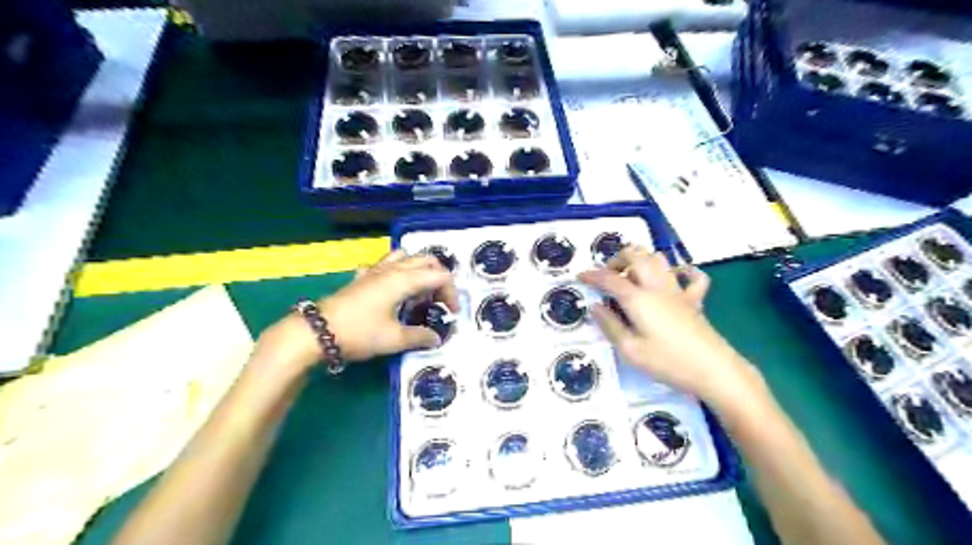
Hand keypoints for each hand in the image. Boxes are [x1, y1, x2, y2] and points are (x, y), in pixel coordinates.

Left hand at [257, 249, 457, 370]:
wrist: (316, 332)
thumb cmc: (358, 333)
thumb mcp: (393, 339)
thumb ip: (419, 336)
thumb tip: (436, 338)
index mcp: (404, 280)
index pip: (440, 276)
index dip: (451, 293)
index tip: (451, 313)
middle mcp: (392, 269)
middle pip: (426, 261)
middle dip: (439, 278)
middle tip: (440, 301)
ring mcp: (375, 271)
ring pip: (406, 257)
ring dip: (419, 270)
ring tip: (419, 293)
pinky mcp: (363, 278)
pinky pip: (385, 265)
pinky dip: (397, 271)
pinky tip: (393, 289)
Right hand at [576, 247, 758, 404]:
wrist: (714, 371)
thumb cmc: (668, 362)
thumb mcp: (630, 350)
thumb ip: (610, 325)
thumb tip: (595, 306)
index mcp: (638, 299)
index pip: (610, 279)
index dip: (592, 275)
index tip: (579, 277)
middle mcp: (657, 287)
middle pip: (636, 256)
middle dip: (617, 259)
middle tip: (607, 276)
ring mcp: (678, 291)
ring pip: (659, 259)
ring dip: (642, 260)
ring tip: (631, 276)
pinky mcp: (694, 300)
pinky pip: (692, 276)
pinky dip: (681, 270)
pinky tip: (673, 277)